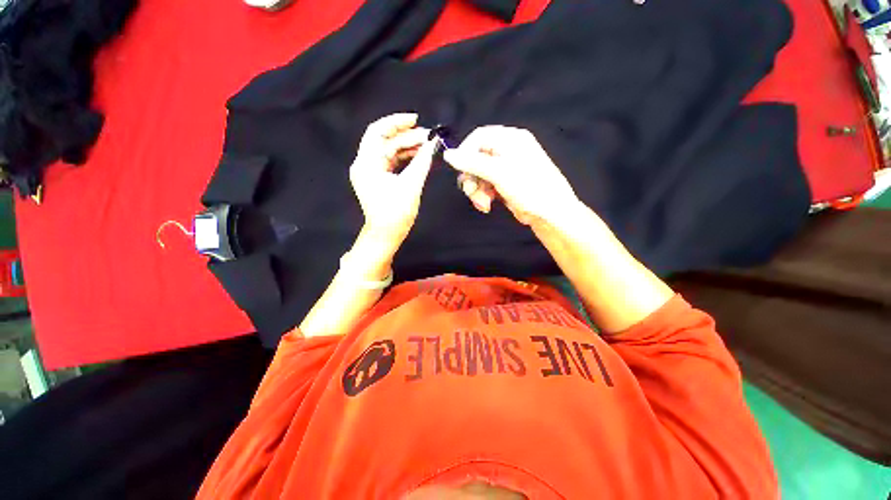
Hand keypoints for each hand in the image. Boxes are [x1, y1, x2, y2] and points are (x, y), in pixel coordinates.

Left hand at [350, 113, 436, 253]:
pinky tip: (419, 156)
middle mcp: (365, 164)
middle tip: (429, 137)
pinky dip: (405, 157)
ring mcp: (371, 172)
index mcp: (367, 163)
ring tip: (427, 146)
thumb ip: (422, 162)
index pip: (377, 131)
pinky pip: (391, 161)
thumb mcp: (411, 185)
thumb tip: (433, 144)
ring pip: (389, 150)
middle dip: (407, 136)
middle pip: (385, 141)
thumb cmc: (396, 213)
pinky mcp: (378, 179)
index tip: (416, 120)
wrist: (386, 234)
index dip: (396, 122)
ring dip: (407, 146)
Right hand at [443, 126, 579, 226]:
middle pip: (476, 157)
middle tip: (471, 192)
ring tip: (483, 203)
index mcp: (511, 139)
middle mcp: (507, 150)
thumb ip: (472, 162)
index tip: (460, 170)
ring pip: (478, 174)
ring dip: (476, 190)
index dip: (465, 152)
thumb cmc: (528, 188)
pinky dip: (482, 195)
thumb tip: (447, 154)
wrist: (549, 214)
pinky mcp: (504, 183)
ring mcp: (506, 168)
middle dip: (471, 177)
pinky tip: (486, 206)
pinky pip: (485, 185)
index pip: (479, 137)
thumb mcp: (499, 173)